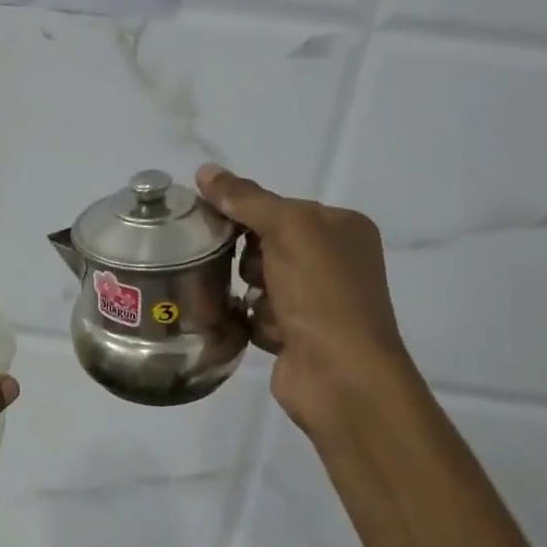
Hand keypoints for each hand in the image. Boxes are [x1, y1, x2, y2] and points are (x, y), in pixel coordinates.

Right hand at [196, 164, 413, 440]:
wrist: (341, 376)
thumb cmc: (321, 293)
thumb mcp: (287, 229)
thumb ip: (246, 199)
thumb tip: (204, 171)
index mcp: (341, 227)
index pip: (279, 206)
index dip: (244, 211)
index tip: (210, 219)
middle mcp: (333, 260)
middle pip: (265, 241)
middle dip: (248, 255)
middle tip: (240, 266)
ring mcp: (317, 300)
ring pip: (258, 279)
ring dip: (249, 289)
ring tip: (255, 303)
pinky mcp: (297, 334)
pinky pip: (257, 313)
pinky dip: (253, 319)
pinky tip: (259, 328)